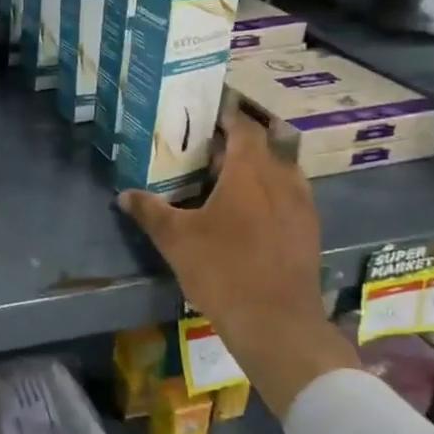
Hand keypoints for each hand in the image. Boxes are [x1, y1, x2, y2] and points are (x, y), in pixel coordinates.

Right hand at [119, 107, 357, 419]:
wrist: (277, 324)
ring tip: (227, 179)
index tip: (208, 110)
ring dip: (257, 169)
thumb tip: (124, 195)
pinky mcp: (309, 233)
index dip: (227, 114)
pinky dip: (269, 194)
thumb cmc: (223, 270)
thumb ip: (150, 211)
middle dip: (238, 144)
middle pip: (264, 147)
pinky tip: (248, 215)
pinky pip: (289, 198)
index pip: (244, 127)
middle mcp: (283, 180)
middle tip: (208, 149)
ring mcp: (302, 207)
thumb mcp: (176, 239)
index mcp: (251, 172)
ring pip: (280, 173)